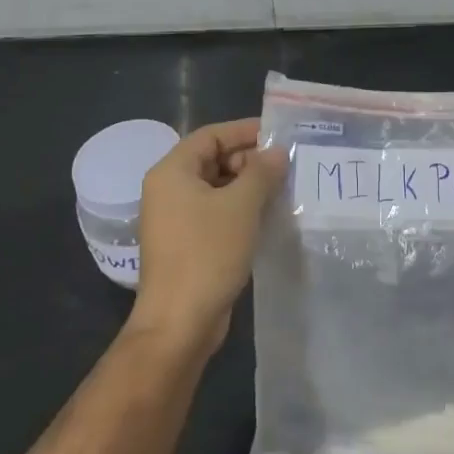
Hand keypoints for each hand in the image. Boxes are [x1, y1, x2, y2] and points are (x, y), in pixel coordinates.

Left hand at [129, 119, 288, 353]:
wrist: (179, 323)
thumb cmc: (208, 253)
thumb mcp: (241, 206)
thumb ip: (262, 172)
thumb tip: (278, 152)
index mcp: (172, 172)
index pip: (211, 135)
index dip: (245, 131)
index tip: (279, 135)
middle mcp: (168, 190)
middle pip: (213, 159)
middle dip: (250, 160)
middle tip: (285, 167)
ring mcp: (175, 219)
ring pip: (216, 188)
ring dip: (248, 186)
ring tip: (283, 189)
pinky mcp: (186, 243)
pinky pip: (215, 212)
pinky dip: (240, 209)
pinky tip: (268, 216)